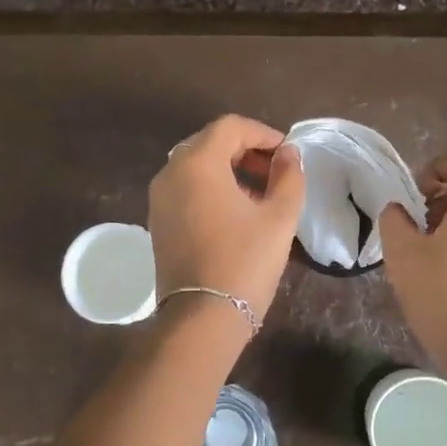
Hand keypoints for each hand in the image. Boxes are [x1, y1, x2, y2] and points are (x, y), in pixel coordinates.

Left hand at [150, 115, 306, 318]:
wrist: (201, 318)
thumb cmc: (244, 262)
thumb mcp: (279, 217)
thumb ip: (289, 177)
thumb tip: (288, 154)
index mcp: (197, 163)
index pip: (230, 127)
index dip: (262, 133)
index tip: (287, 153)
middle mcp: (170, 172)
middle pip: (210, 142)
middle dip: (245, 150)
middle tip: (275, 171)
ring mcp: (159, 198)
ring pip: (196, 165)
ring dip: (229, 168)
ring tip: (260, 192)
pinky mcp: (157, 221)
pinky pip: (185, 188)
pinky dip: (211, 187)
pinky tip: (236, 211)